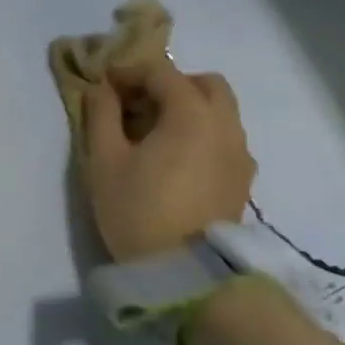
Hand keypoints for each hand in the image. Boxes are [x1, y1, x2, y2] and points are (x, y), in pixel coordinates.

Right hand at [81, 62, 255, 261]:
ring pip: (220, 111)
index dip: (130, 71)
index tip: (104, 85)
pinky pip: (224, 138)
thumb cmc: (137, 210)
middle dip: (169, 84)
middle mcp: (225, 125)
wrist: (185, 273)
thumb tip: (101, 89)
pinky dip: (201, 132)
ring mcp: (240, 153)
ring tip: (152, 134)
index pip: (162, 72)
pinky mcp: (242, 178)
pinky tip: (173, 159)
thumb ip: (101, 116)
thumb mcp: (104, 161)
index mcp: (191, 115)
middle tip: (135, 105)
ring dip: (187, 108)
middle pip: (204, 84)